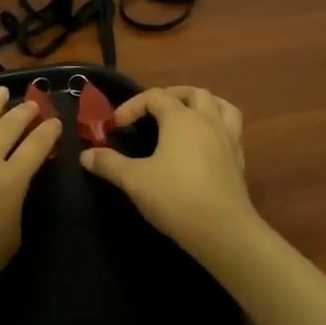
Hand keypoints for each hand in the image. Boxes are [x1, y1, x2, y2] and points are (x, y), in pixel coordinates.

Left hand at [0, 85, 61, 316]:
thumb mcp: (10, 241)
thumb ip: (13, 211)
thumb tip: (9, 195)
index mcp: (11, 180)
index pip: (36, 148)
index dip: (48, 133)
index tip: (55, 121)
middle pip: (8, 128)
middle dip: (22, 113)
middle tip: (31, 104)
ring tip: (1, 91)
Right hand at [80, 87, 256, 263]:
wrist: (223, 231)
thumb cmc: (175, 197)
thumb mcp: (134, 180)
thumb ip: (109, 164)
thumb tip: (86, 155)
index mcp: (181, 119)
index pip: (155, 96)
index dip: (132, 106)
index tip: (116, 126)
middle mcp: (208, 121)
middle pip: (193, 93)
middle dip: (171, 96)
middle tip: (153, 112)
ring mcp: (228, 140)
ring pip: (222, 106)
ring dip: (203, 105)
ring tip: (187, 116)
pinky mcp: (239, 161)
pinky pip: (232, 130)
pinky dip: (218, 127)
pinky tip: (205, 145)